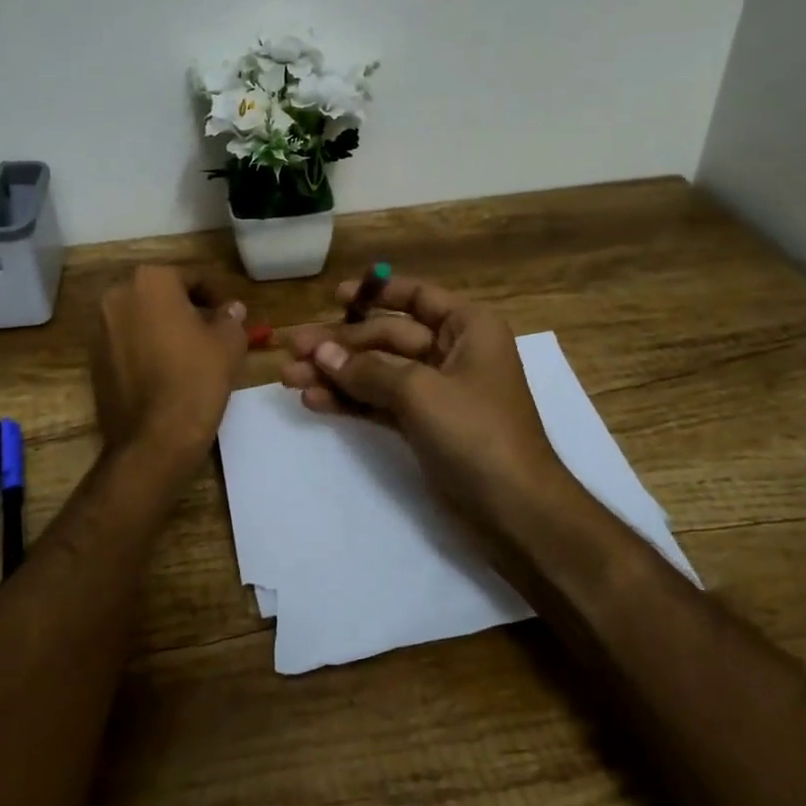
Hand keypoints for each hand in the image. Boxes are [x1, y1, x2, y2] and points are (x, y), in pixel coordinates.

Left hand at [89, 265, 248, 462]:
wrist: (154, 438)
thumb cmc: (196, 378)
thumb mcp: (228, 343)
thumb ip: (230, 318)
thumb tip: (230, 309)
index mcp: (151, 281)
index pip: (192, 278)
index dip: (216, 296)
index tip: (230, 317)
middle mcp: (118, 296)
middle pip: (161, 295)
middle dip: (185, 309)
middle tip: (211, 332)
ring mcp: (100, 329)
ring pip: (141, 319)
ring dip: (163, 328)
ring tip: (189, 353)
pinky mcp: (93, 360)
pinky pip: (126, 344)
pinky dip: (145, 349)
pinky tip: (165, 372)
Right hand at [280, 274, 565, 522]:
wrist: (516, 512)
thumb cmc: (477, 434)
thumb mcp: (420, 393)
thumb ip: (367, 370)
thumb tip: (320, 353)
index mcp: (468, 328)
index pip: (417, 297)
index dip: (375, 293)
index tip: (334, 297)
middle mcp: (452, 352)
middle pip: (387, 337)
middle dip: (340, 344)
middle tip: (291, 348)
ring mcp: (437, 391)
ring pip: (378, 372)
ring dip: (336, 374)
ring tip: (289, 379)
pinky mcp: (424, 425)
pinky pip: (380, 402)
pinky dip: (350, 401)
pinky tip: (314, 401)